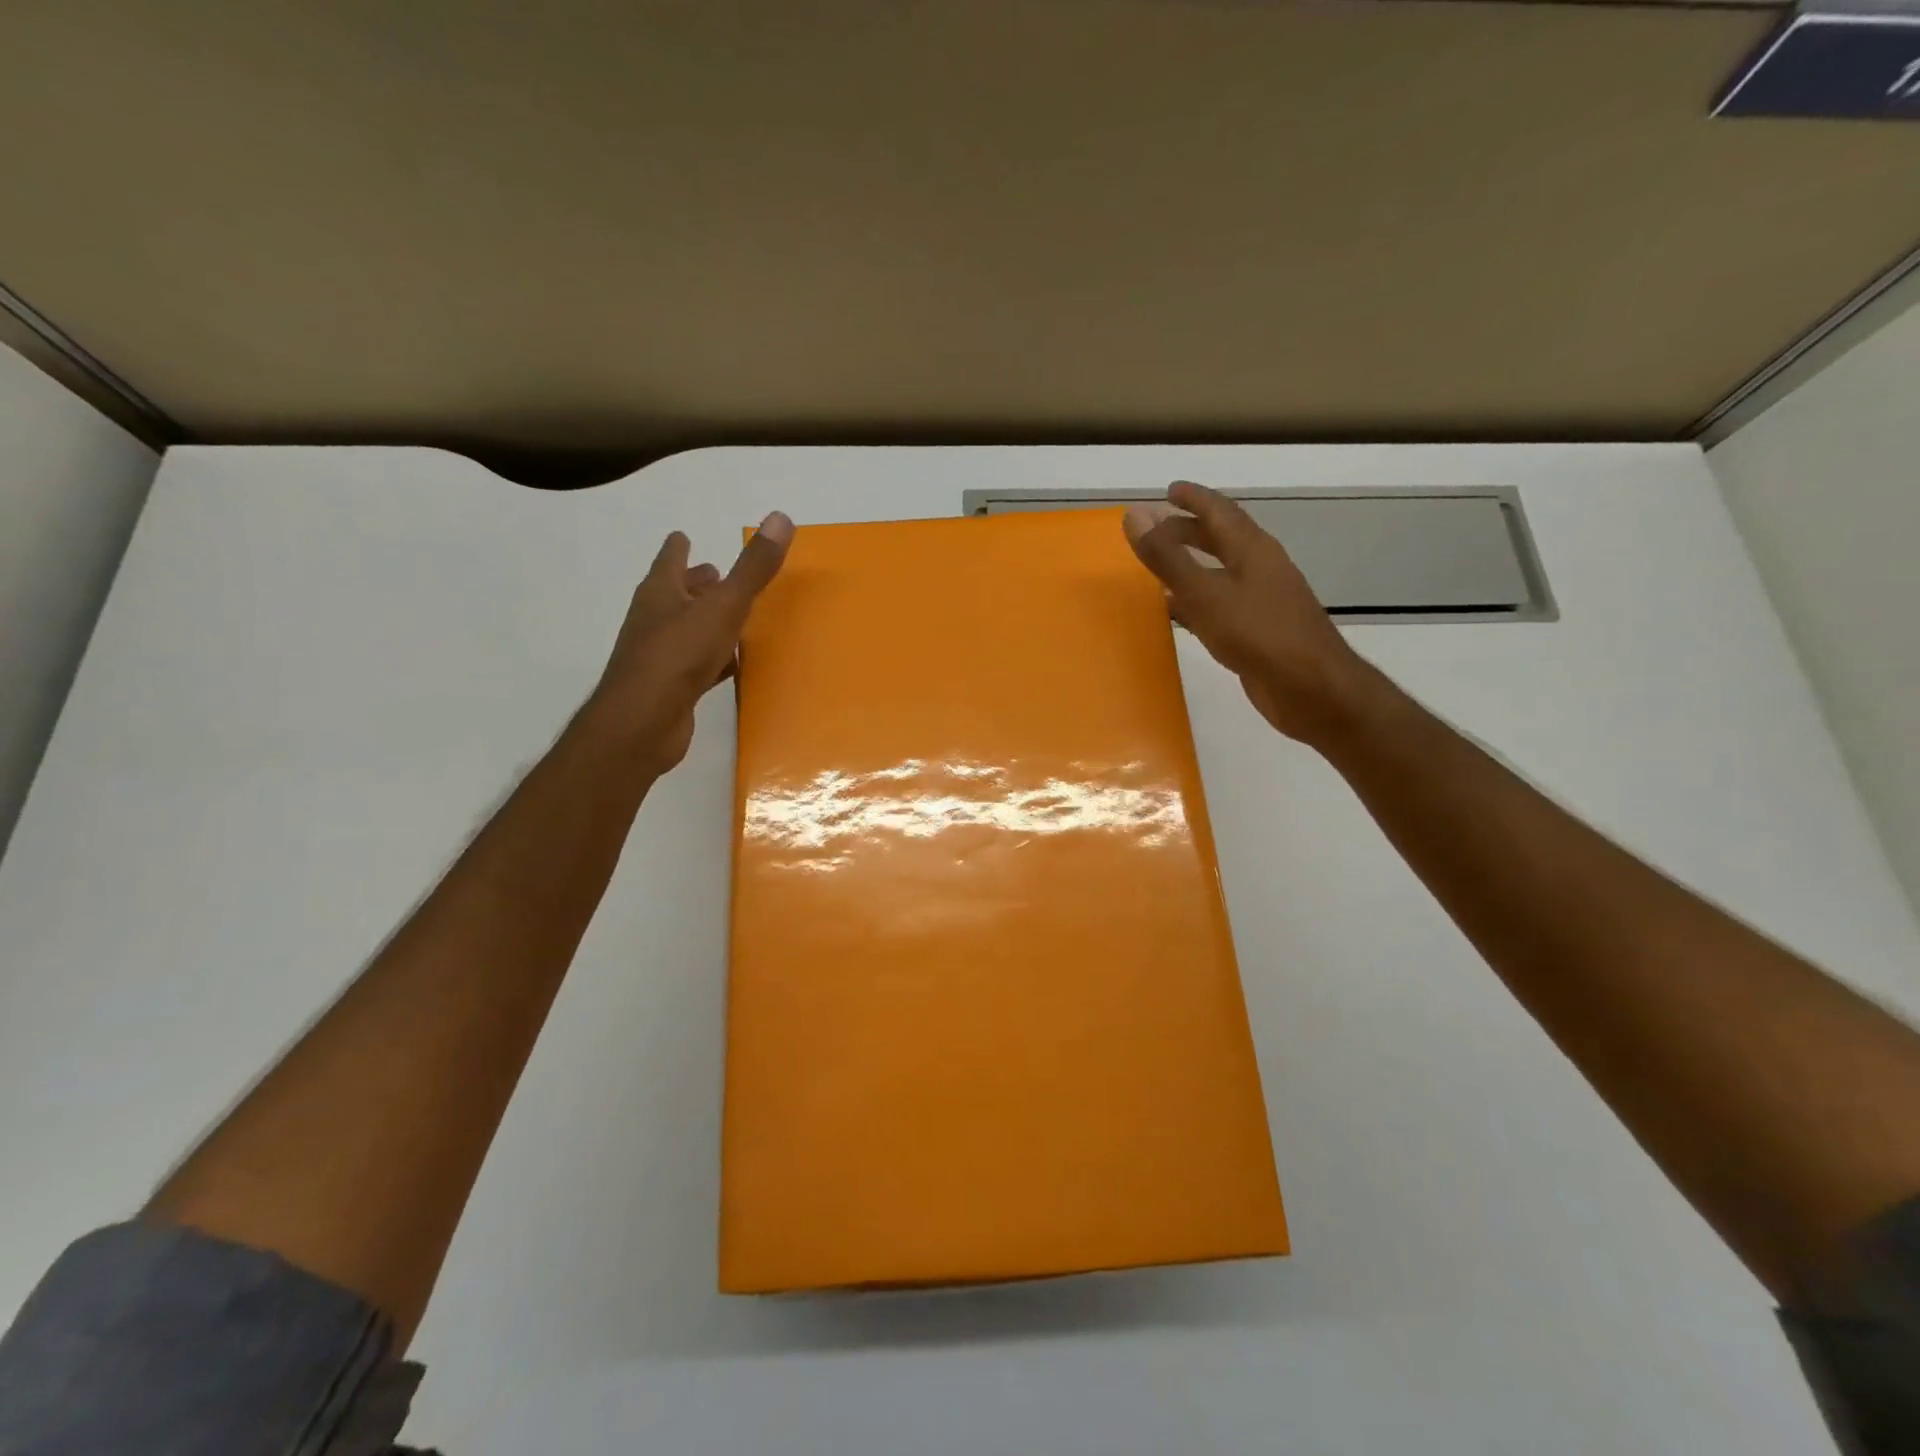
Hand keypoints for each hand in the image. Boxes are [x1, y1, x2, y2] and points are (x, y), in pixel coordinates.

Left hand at [588, 511, 793, 776]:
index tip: (684, 536)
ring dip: (703, 621)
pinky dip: (711, 659)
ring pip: (685, 629)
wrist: (644, 722)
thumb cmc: (679, 655)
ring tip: (730, 618)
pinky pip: (695, 664)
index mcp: (660, 593)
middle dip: (694, 584)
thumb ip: (753, 568)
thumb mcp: (723, 607)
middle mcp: (654, 620)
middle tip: (716, 575)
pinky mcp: (669, 688)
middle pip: (674, 594)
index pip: (669, 559)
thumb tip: (781, 517)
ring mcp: (658, 656)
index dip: (678, 547)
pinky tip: (729, 665)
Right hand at [1123, 481, 1370, 746]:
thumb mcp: (1206, 593)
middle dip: (1190, 530)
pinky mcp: (1260, 631)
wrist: (1313, 690)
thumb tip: (1135, 515)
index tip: (1169, 490)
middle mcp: (1261, 569)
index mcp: (1253, 550)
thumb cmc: (1260, 635)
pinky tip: (1179, 614)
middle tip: (1157, 529)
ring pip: (1221, 572)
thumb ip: (1168, 557)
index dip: (1194, 498)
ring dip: (1192, 566)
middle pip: (1223, 539)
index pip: (1220, 511)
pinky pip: (1221, 604)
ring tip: (1160, 568)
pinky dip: (1196, 600)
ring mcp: (1263, 601)